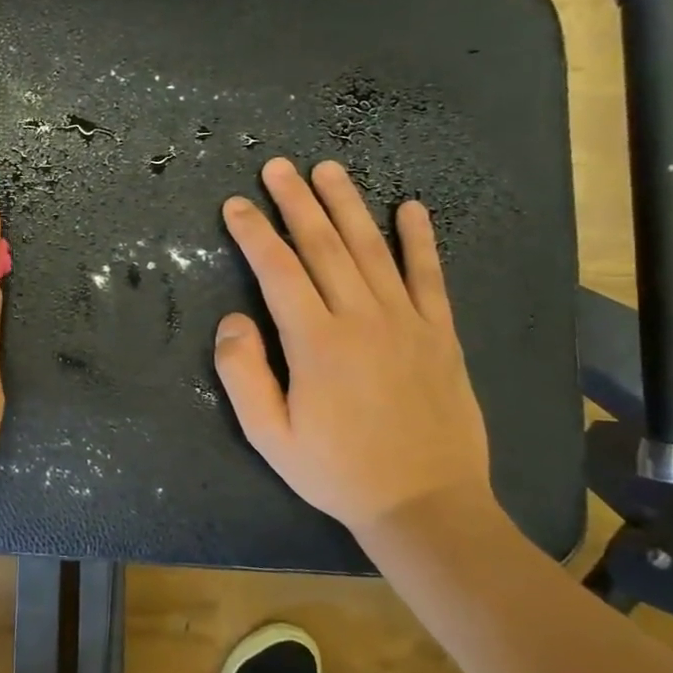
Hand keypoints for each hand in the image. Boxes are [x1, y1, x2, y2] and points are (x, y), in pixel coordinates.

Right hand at [215, 158, 491, 534]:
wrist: (426, 504)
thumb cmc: (336, 471)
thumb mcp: (269, 435)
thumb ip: (242, 374)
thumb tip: (233, 320)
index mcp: (316, 342)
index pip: (278, 270)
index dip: (254, 233)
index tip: (235, 205)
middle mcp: (362, 318)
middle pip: (324, 246)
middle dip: (296, 202)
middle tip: (277, 167)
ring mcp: (407, 322)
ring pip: (372, 249)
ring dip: (347, 205)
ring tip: (328, 170)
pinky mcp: (440, 334)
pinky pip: (429, 276)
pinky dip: (420, 239)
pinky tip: (410, 208)